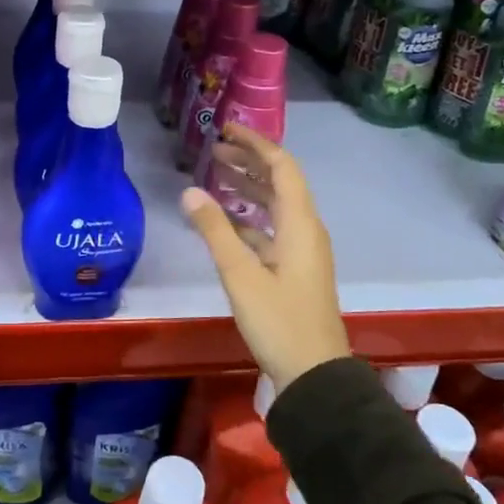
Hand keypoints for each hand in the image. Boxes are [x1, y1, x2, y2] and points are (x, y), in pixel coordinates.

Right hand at [181, 124, 351, 392]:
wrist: (314, 375)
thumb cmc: (279, 321)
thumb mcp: (240, 274)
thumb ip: (214, 230)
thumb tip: (189, 191)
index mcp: (299, 223)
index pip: (281, 167)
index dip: (255, 143)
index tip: (226, 129)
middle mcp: (305, 229)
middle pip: (279, 182)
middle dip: (248, 161)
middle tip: (213, 150)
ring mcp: (302, 250)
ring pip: (275, 206)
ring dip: (248, 187)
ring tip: (215, 175)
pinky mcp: (295, 269)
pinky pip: (272, 228)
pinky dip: (249, 217)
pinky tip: (225, 220)